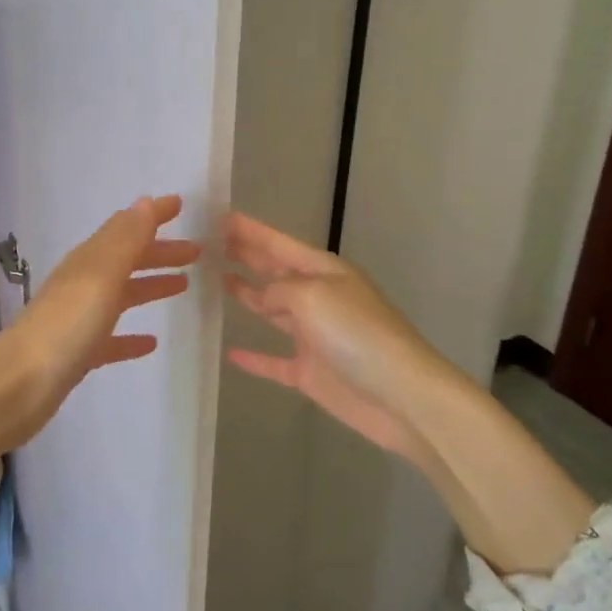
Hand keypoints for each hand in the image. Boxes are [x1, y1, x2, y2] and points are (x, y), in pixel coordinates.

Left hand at [0, 196, 200, 450]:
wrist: (19, 386)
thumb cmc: (66, 327)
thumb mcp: (100, 276)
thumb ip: (124, 240)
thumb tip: (144, 202)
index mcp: (88, 262)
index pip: (125, 229)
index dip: (152, 215)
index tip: (180, 205)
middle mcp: (82, 285)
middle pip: (126, 260)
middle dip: (159, 252)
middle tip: (196, 252)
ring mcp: (79, 320)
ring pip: (121, 294)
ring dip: (150, 286)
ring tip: (183, 286)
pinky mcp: (78, 354)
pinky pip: (112, 338)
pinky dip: (131, 336)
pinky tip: (151, 343)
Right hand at [223, 211, 449, 466]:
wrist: (400, 395)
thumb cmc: (357, 333)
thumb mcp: (312, 296)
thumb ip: (279, 290)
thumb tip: (265, 298)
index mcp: (324, 272)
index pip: (279, 244)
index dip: (250, 230)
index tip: (220, 215)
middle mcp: (318, 298)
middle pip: (275, 272)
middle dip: (247, 256)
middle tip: (211, 244)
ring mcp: (315, 336)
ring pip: (273, 311)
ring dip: (248, 296)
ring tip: (216, 281)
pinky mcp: (311, 373)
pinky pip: (275, 362)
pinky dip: (254, 358)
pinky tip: (231, 351)